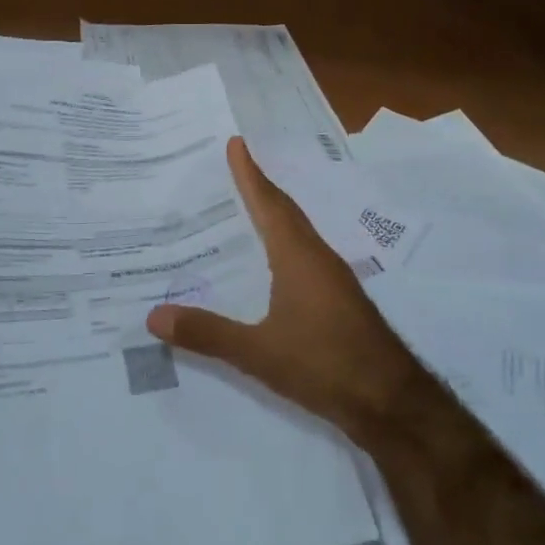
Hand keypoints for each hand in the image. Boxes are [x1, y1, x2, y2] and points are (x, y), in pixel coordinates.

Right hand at [146, 138, 434, 451]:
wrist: (391, 401)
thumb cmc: (324, 364)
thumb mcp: (258, 352)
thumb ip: (207, 333)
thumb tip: (153, 315)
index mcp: (298, 256)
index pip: (269, 203)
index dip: (250, 174)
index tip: (235, 143)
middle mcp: (317, 257)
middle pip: (285, 212)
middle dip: (259, 187)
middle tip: (232, 167)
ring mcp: (332, 279)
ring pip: (297, 234)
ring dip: (272, 215)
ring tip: (243, 209)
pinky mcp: (339, 300)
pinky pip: (304, 255)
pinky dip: (282, 244)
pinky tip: (269, 265)